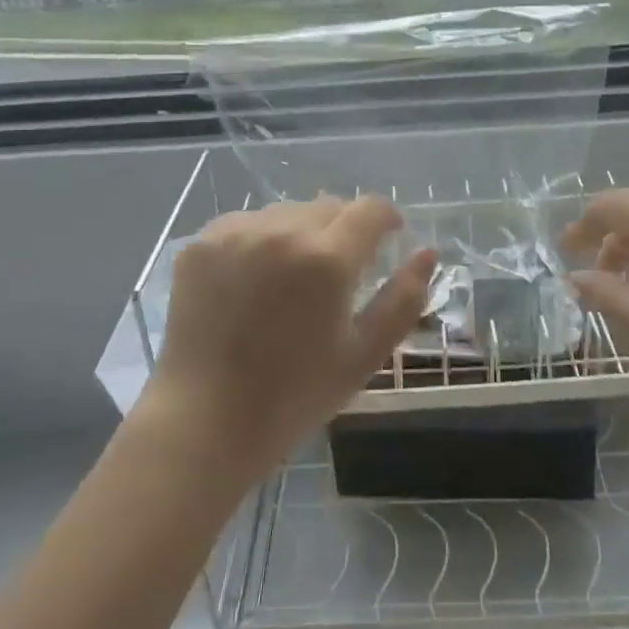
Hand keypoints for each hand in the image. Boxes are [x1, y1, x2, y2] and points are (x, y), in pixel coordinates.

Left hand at [145, 195, 437, 480]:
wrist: (204, 421)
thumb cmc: (294, 396)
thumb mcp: (363, 354)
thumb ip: (404, 298)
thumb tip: (428, 253)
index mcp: (327, 259)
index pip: (370, 209)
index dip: (386, 219)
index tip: (389, 238)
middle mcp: (281, 231)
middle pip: (329, 206)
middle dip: (344, 230)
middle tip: (338, 274)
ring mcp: (235, 233)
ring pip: (287, 212)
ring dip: (302, 233)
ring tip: (292, 279)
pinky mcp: (201, 242)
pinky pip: (247, 224)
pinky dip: (260, 241)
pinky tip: (254, 281)